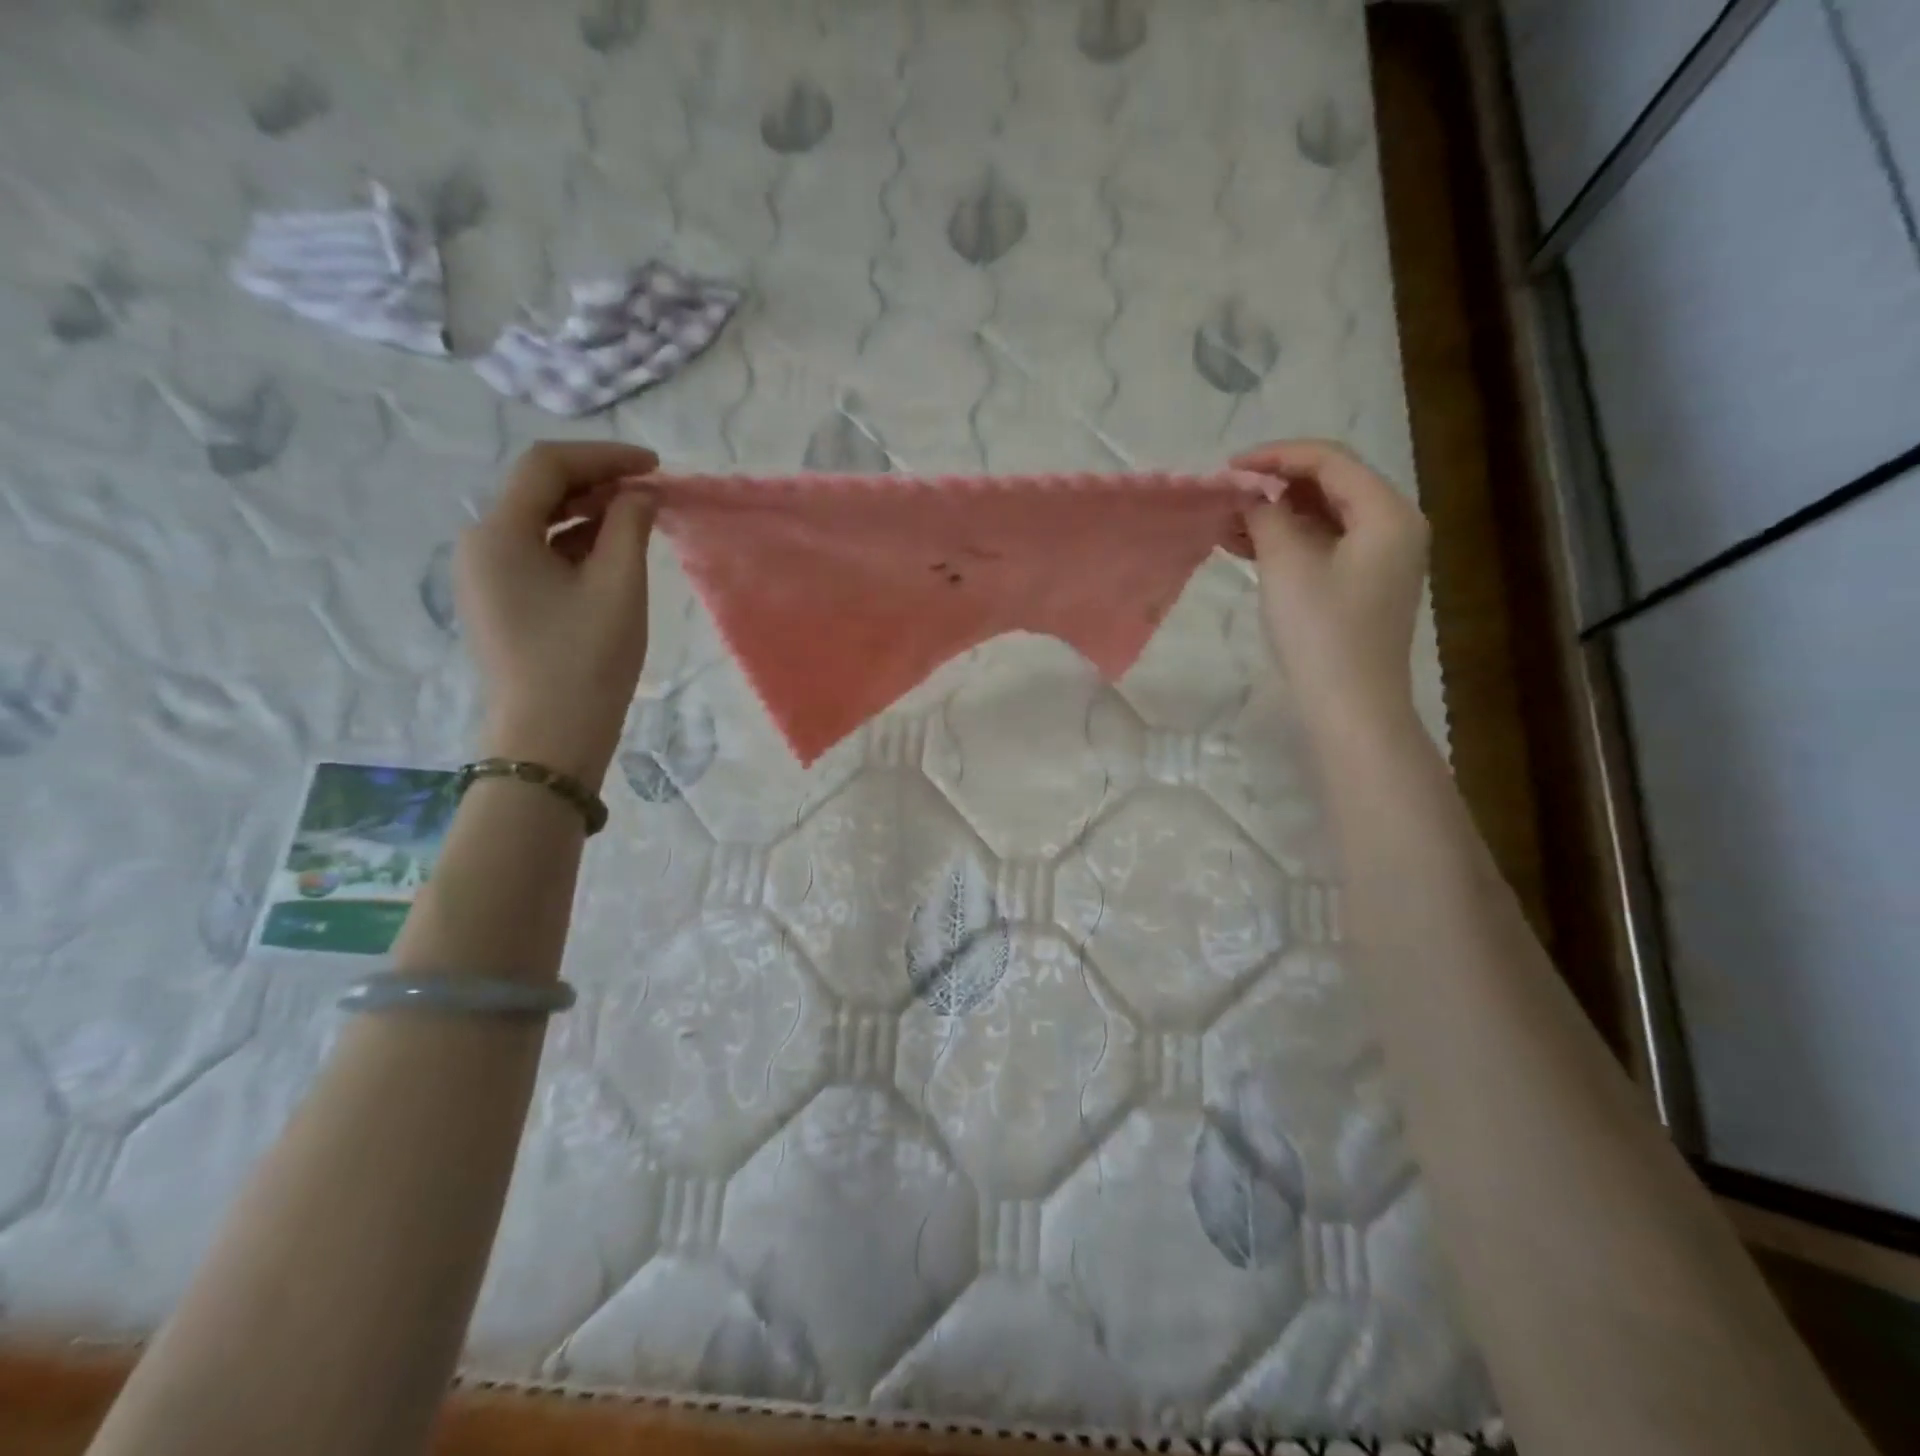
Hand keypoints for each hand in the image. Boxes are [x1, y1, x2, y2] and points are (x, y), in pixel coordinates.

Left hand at [457, 441, 658, 784]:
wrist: (549, 739)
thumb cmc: (586, 660)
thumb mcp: (618, 586)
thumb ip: (630, 527)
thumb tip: (639, 494)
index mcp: (499, 533)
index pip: (547, 466)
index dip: (604, 456)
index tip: (655, 466)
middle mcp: (480, 545)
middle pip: (538, 491)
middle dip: (597, 483)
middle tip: (651, 493)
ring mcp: (485, 576)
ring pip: (539, 523)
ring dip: (589, 514)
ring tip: (640, 521)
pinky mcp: (500, 602)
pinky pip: (537, 554)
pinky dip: (575, 544)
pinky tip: (612, 554)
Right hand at [1236, 439, 1429, 743]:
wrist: (1350, 706)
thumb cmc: (1322, 632)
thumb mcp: (1287, 565)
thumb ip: (1266, 516)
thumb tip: (1249, 494)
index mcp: (1387, 512)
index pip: (1330, 461)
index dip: (1276, 457)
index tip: (1227, 469)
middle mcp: (1392, 526)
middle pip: (1329, 485)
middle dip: (1273, 485)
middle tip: (1225, 495)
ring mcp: (1379, 559)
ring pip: (1322, 517)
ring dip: (1275, 515)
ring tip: (1225, 522)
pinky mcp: (1360, 586)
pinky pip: (1321, 546)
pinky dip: (1285, 542)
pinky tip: (1244, 546)